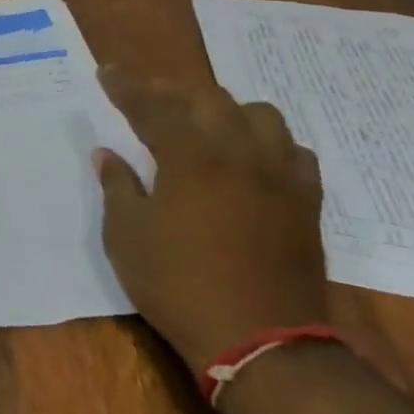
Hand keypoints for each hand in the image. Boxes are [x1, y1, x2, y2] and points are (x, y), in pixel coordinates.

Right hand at [94, 71, 327, 374]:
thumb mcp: (127, 237)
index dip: (125, 87)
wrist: (262, 342)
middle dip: (172, 93)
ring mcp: (278, 176)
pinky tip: (252, 159)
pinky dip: (268, 144)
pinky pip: (293, 152)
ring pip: (258, 116)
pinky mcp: (306, 203)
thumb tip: (107, 154)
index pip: (151, 106)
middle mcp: (238, 153)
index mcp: (189, 156)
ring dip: (225, 111)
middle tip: (149, 100)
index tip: (106, 71)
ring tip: (204, 125)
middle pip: (207, 99)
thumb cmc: (179, 284)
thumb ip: (117, 187)